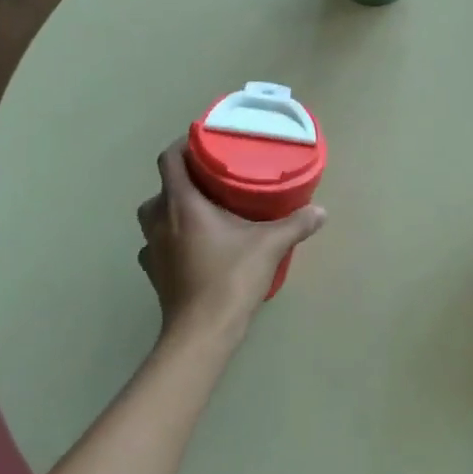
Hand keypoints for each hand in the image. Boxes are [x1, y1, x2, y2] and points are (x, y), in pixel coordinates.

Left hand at [136, 140, 326, 351]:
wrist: (201, 332)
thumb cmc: (230, 278)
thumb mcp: (270, 245)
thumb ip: (296, 224)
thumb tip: (321, 211)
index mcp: (181, 204)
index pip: (168, 159)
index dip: (183, 145)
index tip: (204, 142)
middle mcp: (159, 220)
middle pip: (162, 187)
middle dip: (183, 180)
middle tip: (213, 181)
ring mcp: (151, 248)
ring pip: (155, 216)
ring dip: (174, 209)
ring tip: (204, 212)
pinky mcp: (153, 272)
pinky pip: (157, 244)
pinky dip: (171, 239)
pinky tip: (193, 246)